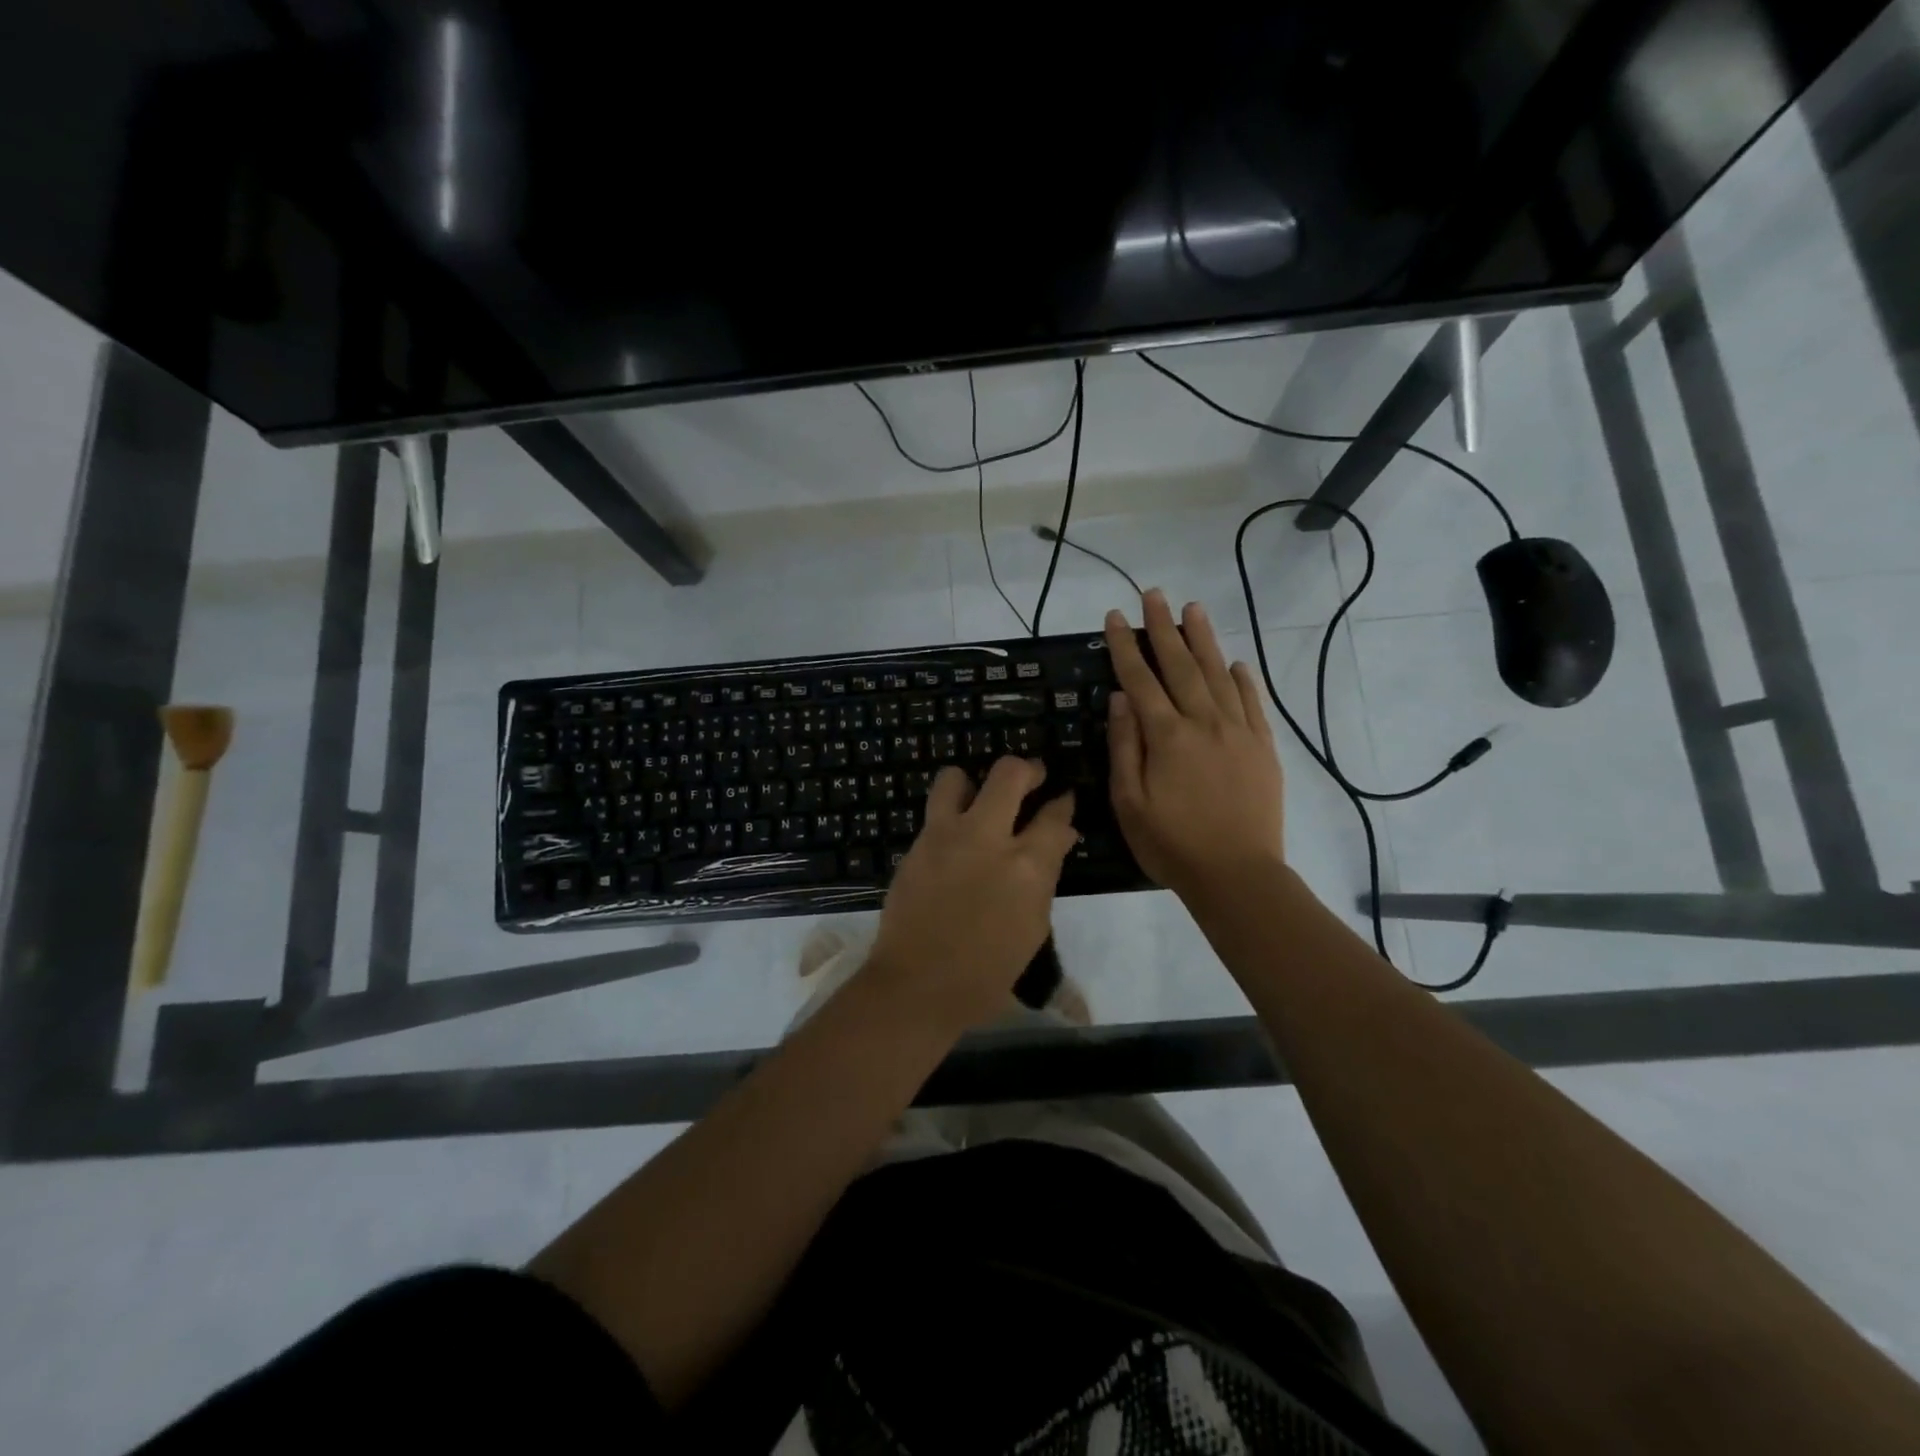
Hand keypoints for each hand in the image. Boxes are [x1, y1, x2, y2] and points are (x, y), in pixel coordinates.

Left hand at [861, 758, 1076, 1033]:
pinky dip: (950, 814)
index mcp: (1026, 866)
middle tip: (1033, 777)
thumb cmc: (987, 971)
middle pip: (1010, 773)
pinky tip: (956, 835)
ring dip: (974, 782)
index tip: (1063, 800)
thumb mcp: (1032, 927)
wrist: (918, 984)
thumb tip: (1056, 841)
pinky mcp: (917, 844)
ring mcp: (945, 836)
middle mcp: (986, 837)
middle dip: (1028, 769)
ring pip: (957, 776)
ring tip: (980, 798)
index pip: (1054, 816)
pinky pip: (936, 811)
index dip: (1063, 803)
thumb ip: (1044, 876)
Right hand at [1104, 589, 1284, 899]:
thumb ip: (1125, 746)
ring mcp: (1238, 732)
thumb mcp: (1129, 801)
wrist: (1237, 874)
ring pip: (1218, 674)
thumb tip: (1121, 697)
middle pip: (1180, 665)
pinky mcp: (1262, 747)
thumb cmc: (1172, 843)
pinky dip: (1242, 678)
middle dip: (1164, 627)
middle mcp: (1203, 722)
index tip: (1115, 616)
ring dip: (1203, 640)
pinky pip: (1252, 703)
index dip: (1126, 645)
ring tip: (1193, 609)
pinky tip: (1234, 662)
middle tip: (1155, 594)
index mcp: (1166, 736)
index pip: (1140, 679)